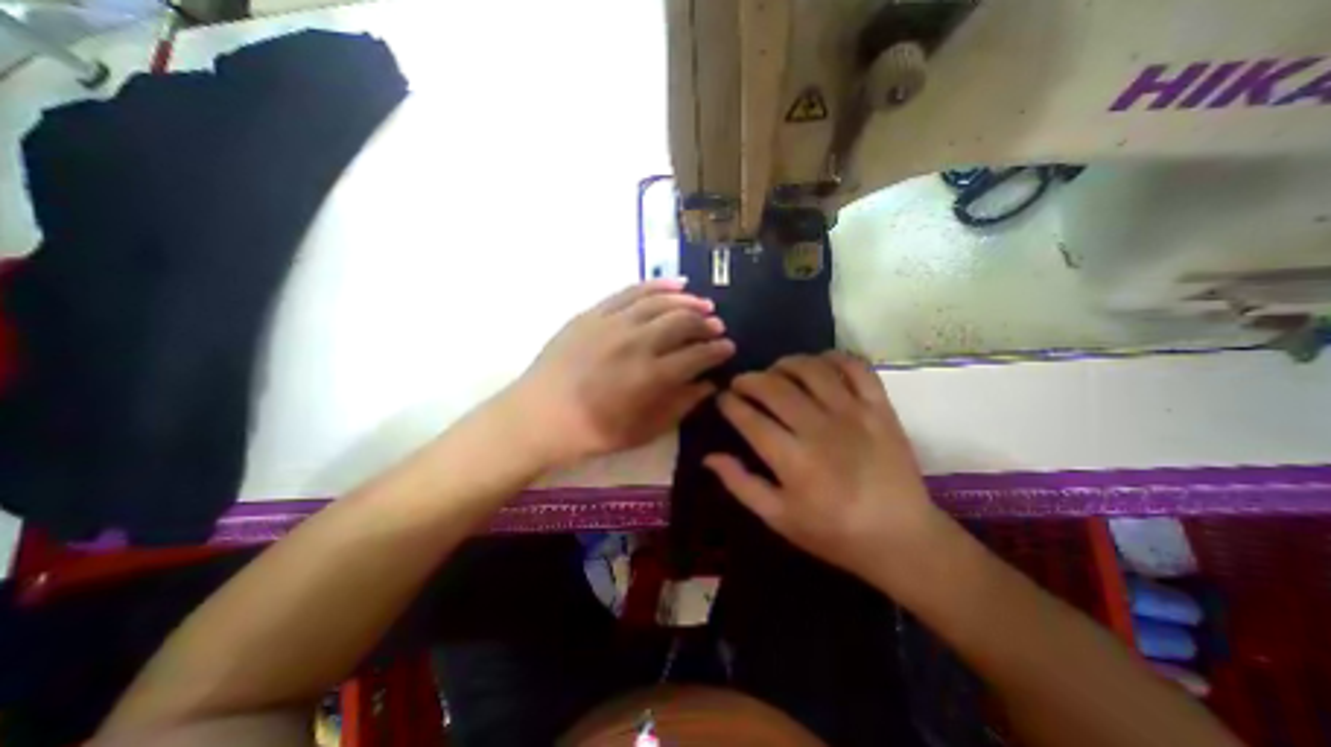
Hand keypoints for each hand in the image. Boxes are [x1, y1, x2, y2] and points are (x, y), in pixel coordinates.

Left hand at [511, 277, 736, 469]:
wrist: (539, 415)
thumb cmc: (593, 431)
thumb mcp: (643, 431)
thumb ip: (680, 405)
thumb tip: (709, 385)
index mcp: (650, 377)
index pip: (697, 356)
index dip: (717, 351)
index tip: (728, 348)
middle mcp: (636, 343)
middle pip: (683, 323)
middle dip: (706, 324)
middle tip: (717, 327)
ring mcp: (613, 323)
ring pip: (661, 302)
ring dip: (688, 301)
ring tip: (703, 305)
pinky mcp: (594, 313)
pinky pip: (631, 291)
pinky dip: (657, 285)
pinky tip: (676, 284)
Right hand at [705, 352, 945, 585]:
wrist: (902, 538)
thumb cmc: (833, 533)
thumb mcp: (778, 517)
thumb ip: (740, 484)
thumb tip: (709, 457)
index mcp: (792, 459)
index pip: (749, 418)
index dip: (729, 403)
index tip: (721, 398)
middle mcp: (819, 428)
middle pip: (774, 387)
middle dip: (749, 379)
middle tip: (741, 383)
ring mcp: (853, 413)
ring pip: (810, 369)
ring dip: (785, 363)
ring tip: (775, 371)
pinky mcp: (880, 408)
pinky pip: (855, 368)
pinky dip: (833, 358)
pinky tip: (819, 364)